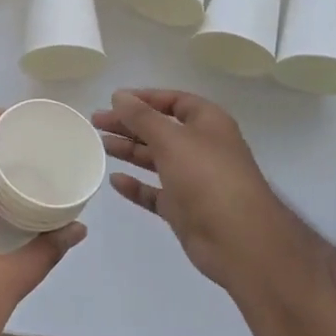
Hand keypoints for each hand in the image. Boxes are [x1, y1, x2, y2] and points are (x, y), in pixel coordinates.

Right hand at [94, 89, 286, 288]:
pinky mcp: (184, 209)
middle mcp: (201, 147)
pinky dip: (136, 186)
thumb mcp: (171, 139)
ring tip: (100, 144)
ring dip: (130, 150)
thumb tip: (119, 96)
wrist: (238, 240)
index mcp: (208, 123)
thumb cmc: (207, 177)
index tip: (114, 100)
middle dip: (130, 124)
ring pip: (156, 159)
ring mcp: (193, 180)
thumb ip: (142, 117)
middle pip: (161, 129)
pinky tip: (115, 180)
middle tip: (96, 122)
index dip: (145, 98)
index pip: (174, 101)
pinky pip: (155, 192)